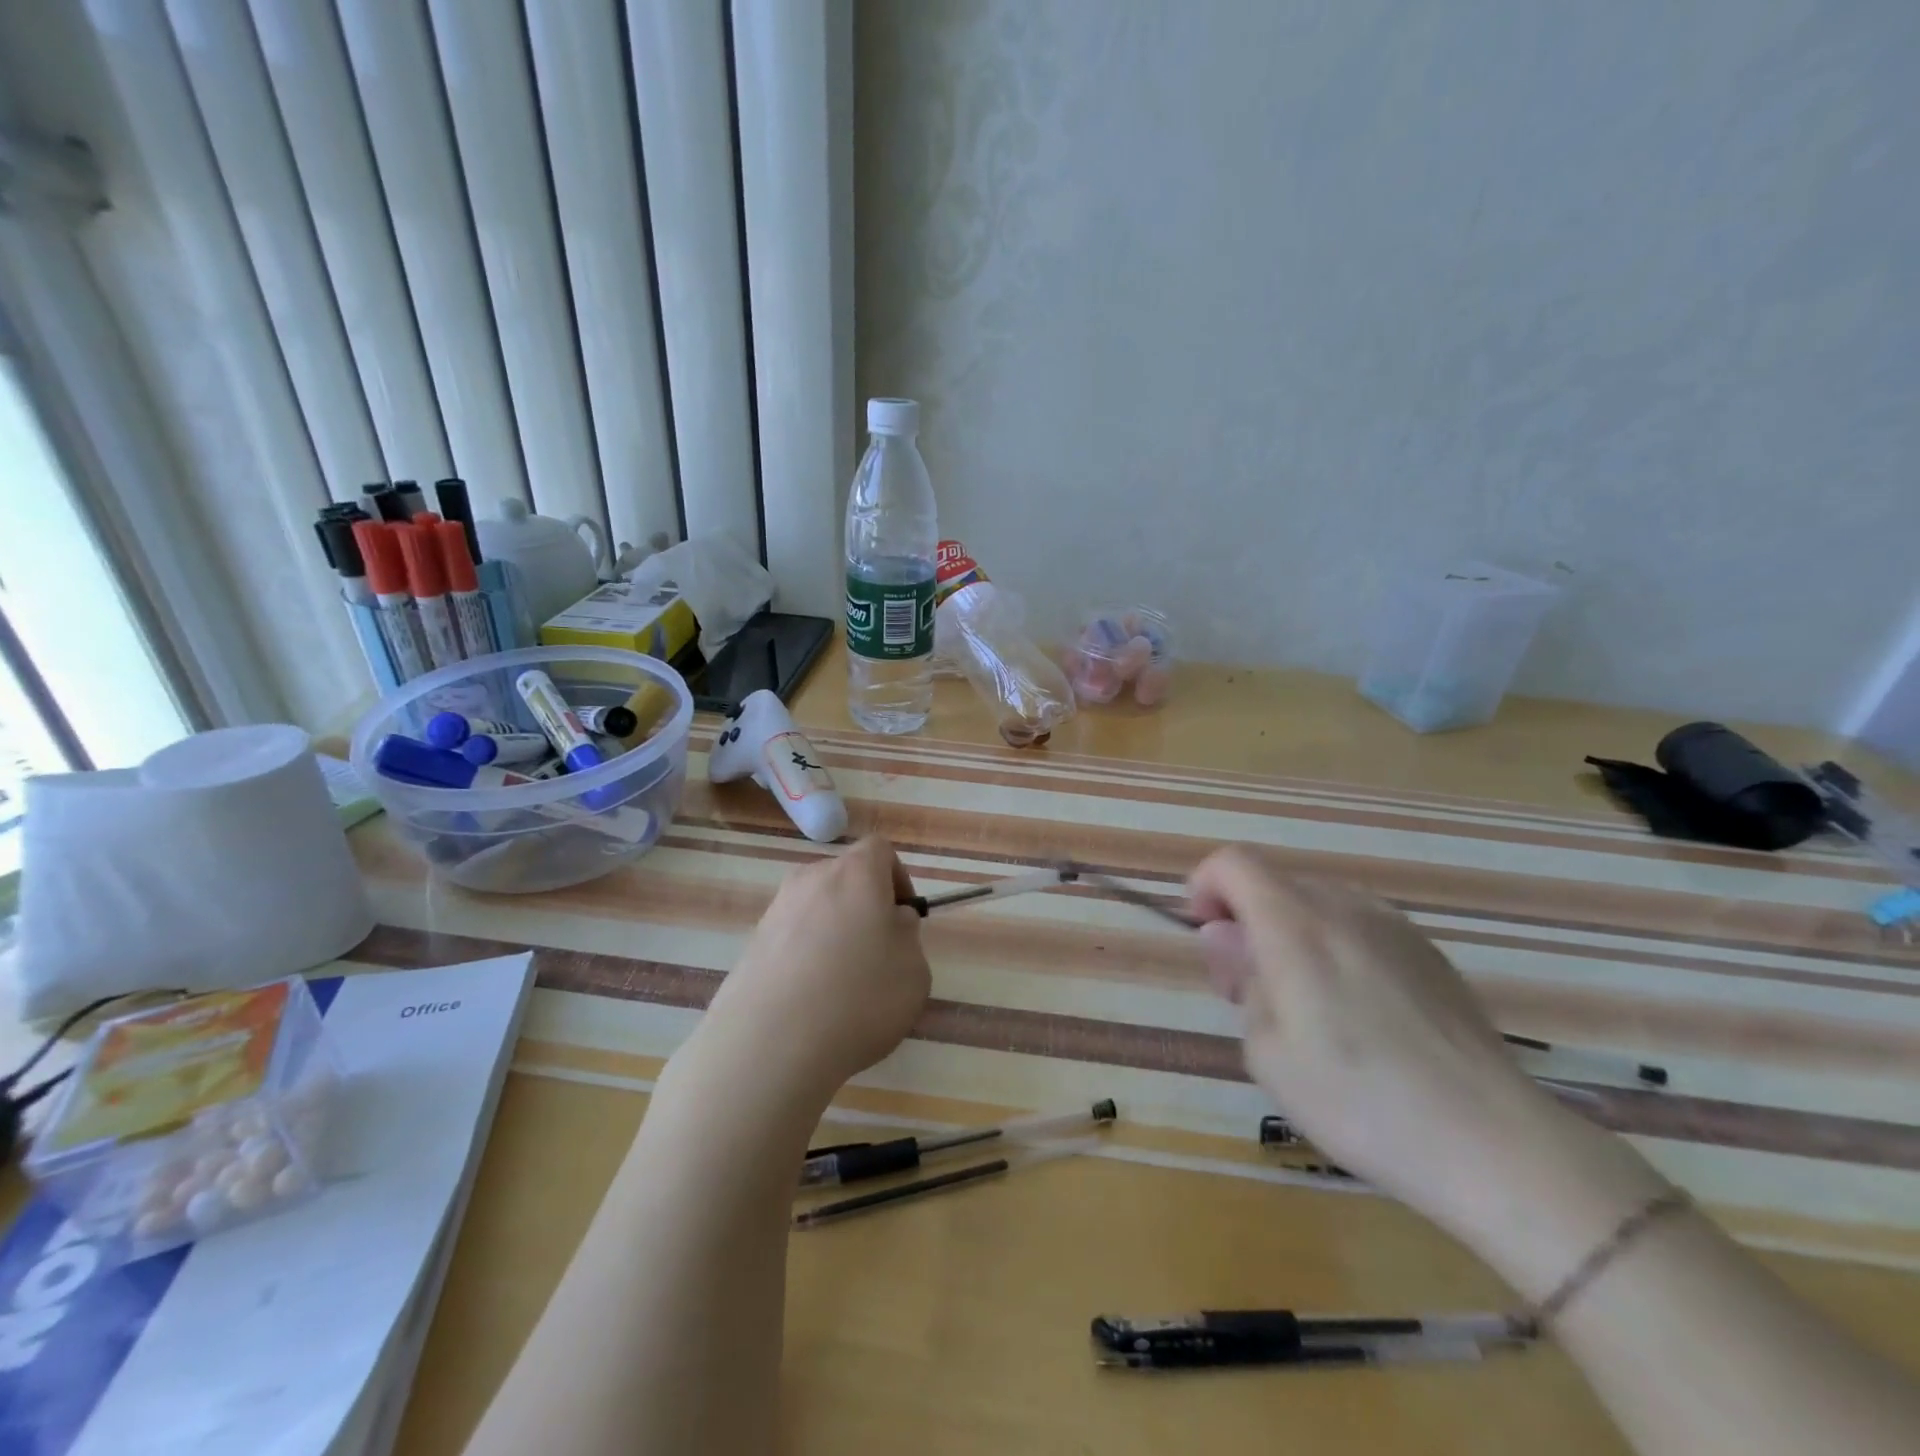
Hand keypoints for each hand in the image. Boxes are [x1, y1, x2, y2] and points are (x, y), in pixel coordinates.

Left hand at [703, 836, 930, 1096]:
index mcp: (855, 873)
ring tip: (841, 982)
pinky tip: (811, 999)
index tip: (903, 916)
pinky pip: (790, 937)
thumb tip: (891, 921)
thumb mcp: (913, 969)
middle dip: (864, 904)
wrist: (770, 1044)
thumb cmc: (859, 997)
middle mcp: (811, 879)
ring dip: (832, 931)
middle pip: (844, 876)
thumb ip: (907, 935)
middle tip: (876, 950)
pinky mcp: (751, 944)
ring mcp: (776, 910)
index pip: (879, 849)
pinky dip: (805, 955)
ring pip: (815, 907)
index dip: (897, 877)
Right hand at [1187, 846, 1581, 1234]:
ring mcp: (1394, 926)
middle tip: (1250, 991)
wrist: (1491, 1142)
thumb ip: (1240, 978)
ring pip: (1318, 906)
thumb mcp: (1266, 1050)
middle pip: (1274, 885)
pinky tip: (1360, 1017)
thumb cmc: (1357, 1100)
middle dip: (1246, 921)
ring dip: (1291, 935)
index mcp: (1294, 923)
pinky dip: (1336, 950)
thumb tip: (1228, 938)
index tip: (1207, 937)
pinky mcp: (1430, 953)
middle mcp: (1344, 907)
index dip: (1206, 887)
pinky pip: (1361, 929)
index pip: (1233, 863)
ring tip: (1306, 1007)